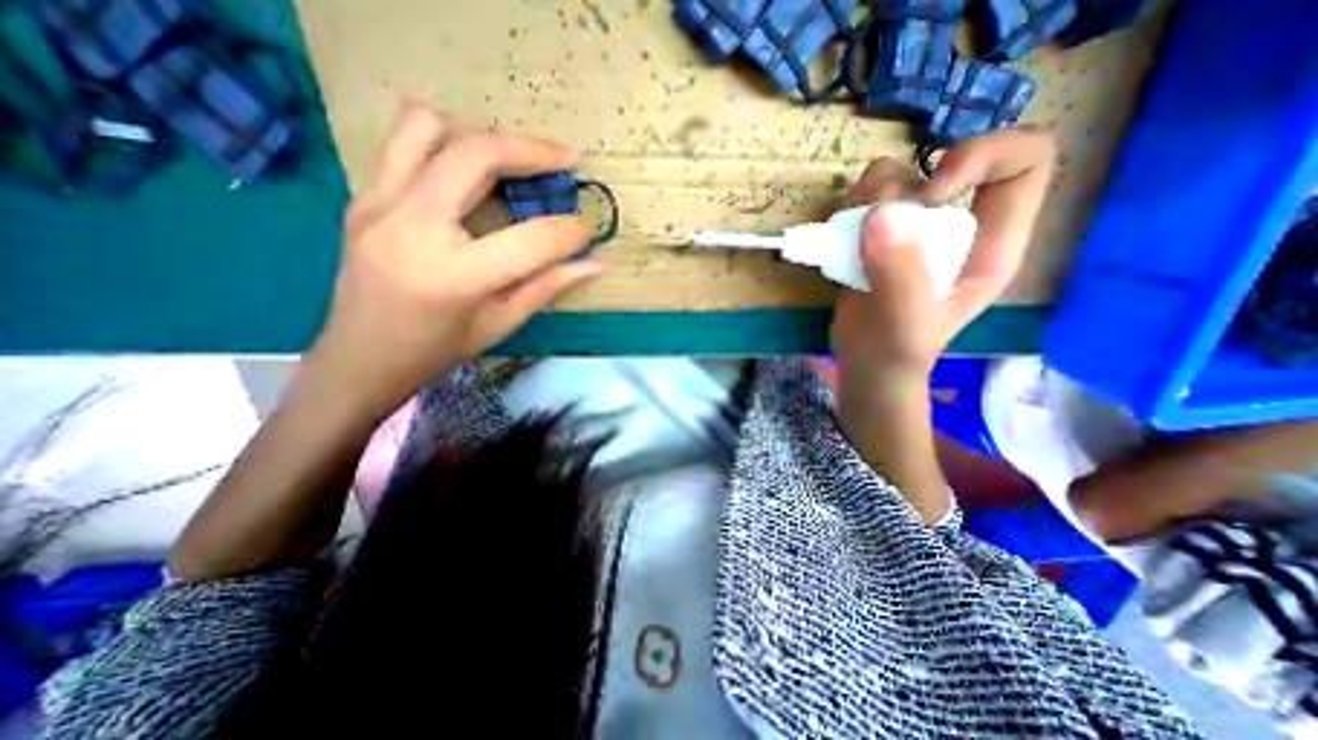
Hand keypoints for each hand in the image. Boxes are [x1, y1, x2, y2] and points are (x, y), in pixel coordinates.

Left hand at [308, 100, 601, 417]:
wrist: (360, 356)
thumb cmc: (438, 350)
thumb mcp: (501, 324)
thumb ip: (548, 287)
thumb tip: (593, 265)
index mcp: (456, 275)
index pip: (531, 239)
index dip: (570, 231)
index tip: (588, 228)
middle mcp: (412, 227)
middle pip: (477, 155)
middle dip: (533, 151)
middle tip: (566, 159)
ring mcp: (379, 204)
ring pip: (429, 128)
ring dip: (481, 137)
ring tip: (512, 161)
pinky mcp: (364, 197)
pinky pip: (405, 145)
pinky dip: (446, 146)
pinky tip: (469, 177)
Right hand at [833, 127, 1052, 383]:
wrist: (865, 361)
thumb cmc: (897, 349)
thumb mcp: (907, 320)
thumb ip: (899, 273)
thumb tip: (878, 216)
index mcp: (992, 241)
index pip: (1024, 161)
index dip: (984, 156)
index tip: (931, 193)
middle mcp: (957, 223)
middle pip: (947, 160)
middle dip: (905, 184)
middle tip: (876, 223)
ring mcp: (914, 227)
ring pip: (898, 175)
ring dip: (870, 195)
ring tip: (854, 235)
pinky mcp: (877, 234)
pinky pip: (864, 197)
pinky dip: (850, 208)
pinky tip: (843, 239)